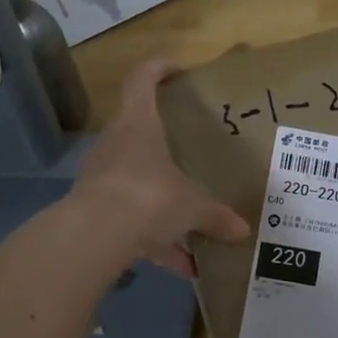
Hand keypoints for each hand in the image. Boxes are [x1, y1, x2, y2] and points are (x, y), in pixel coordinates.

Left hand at [73, 59, 249, 277]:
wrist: (95, 235)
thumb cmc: (149, 196)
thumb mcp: (192, 206)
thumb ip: (216, 216)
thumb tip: (243, 232)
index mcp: (139, 125)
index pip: (142, 80)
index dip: (158, 69)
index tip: (177, 71)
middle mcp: (116, 144)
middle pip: (138, 131)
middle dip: (163, 142)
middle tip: (189, 150)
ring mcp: (102, 177)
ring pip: (136, 180)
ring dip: (161, 200)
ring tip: (192, 222)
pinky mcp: (95, 210)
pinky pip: (131, 220)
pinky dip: (156, 241)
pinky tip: (183, 267)